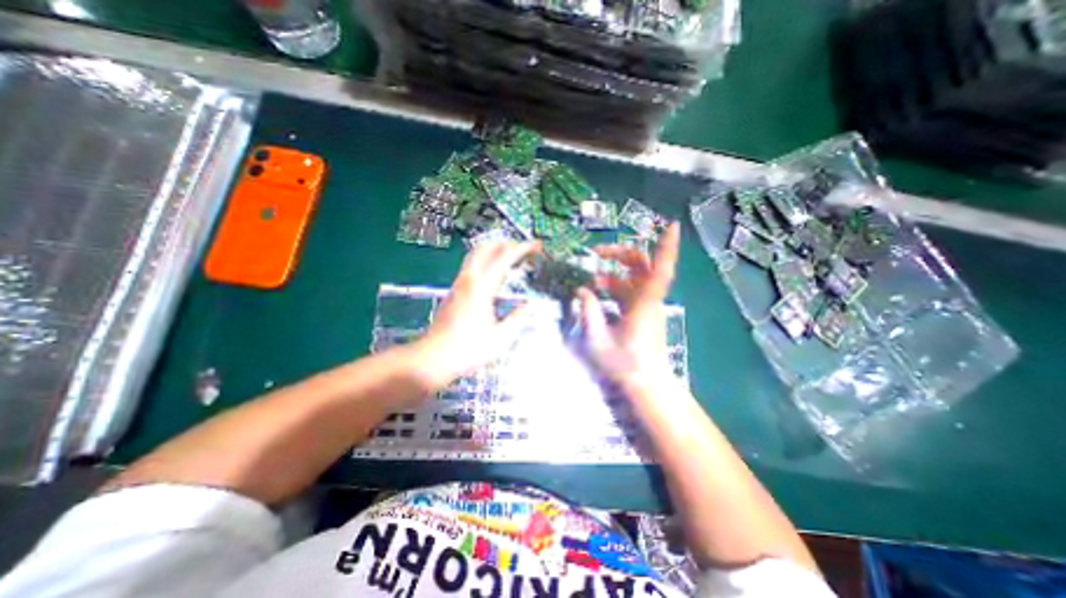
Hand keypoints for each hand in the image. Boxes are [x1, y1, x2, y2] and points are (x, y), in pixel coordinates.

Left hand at [410, 240, 537, 388]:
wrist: (433, 358)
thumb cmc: (468, 349)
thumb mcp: (501, 338)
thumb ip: (518, 319)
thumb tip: (531, 305)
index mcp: (482, 288)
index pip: (504, 257)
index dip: (523, 248)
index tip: (537, 246)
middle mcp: (469, 280)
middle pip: (487, 248)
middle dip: (507, 243)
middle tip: (525, 249)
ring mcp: (459, 284)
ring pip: (476, 254)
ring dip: (495, 249)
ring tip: (512, 256)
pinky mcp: (454, 291)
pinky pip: (472, 265)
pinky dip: (487, 260)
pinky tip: (495, 273)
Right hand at [580, 221, 677, 388]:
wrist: (646, 384)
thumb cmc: (625, 365)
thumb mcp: (599, 340)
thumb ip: (589, 313)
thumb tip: (582, 290)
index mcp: (644, 304)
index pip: (660, 270)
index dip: (667, 247)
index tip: (672, 226)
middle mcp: (649, 300)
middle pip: (641, 265)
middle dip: (619, 254)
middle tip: (595, 254)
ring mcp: (646, 306)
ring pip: (632, 278)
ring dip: (611, 274)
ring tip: (589, 281)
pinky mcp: (642, 312)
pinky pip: (629, 291)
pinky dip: (613, 287)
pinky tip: (596, 294)